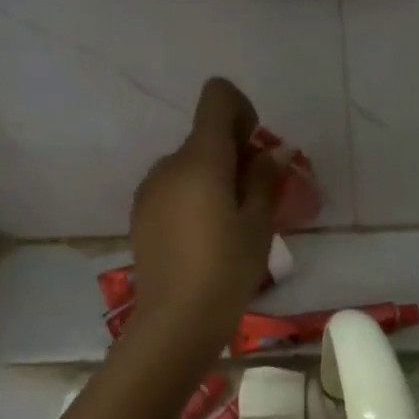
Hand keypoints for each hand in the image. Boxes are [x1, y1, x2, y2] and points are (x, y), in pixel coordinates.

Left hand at [127, 79, 280, 360]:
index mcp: (201, 159)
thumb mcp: (258, 223)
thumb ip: (265, 178)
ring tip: (232, 222)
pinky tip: (205, 236)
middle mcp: (169, 164)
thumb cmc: (227, 268)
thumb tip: (276, 150)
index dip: (241, 111)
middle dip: (234, 152)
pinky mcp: (142, 213)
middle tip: (258, 195)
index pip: (217, 98)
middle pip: (205, 135)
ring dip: (214, 176)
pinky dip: (194, 196)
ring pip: (189, 164)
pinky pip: (174, 187)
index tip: (255, 149)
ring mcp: (150, 189)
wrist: (176, 320)